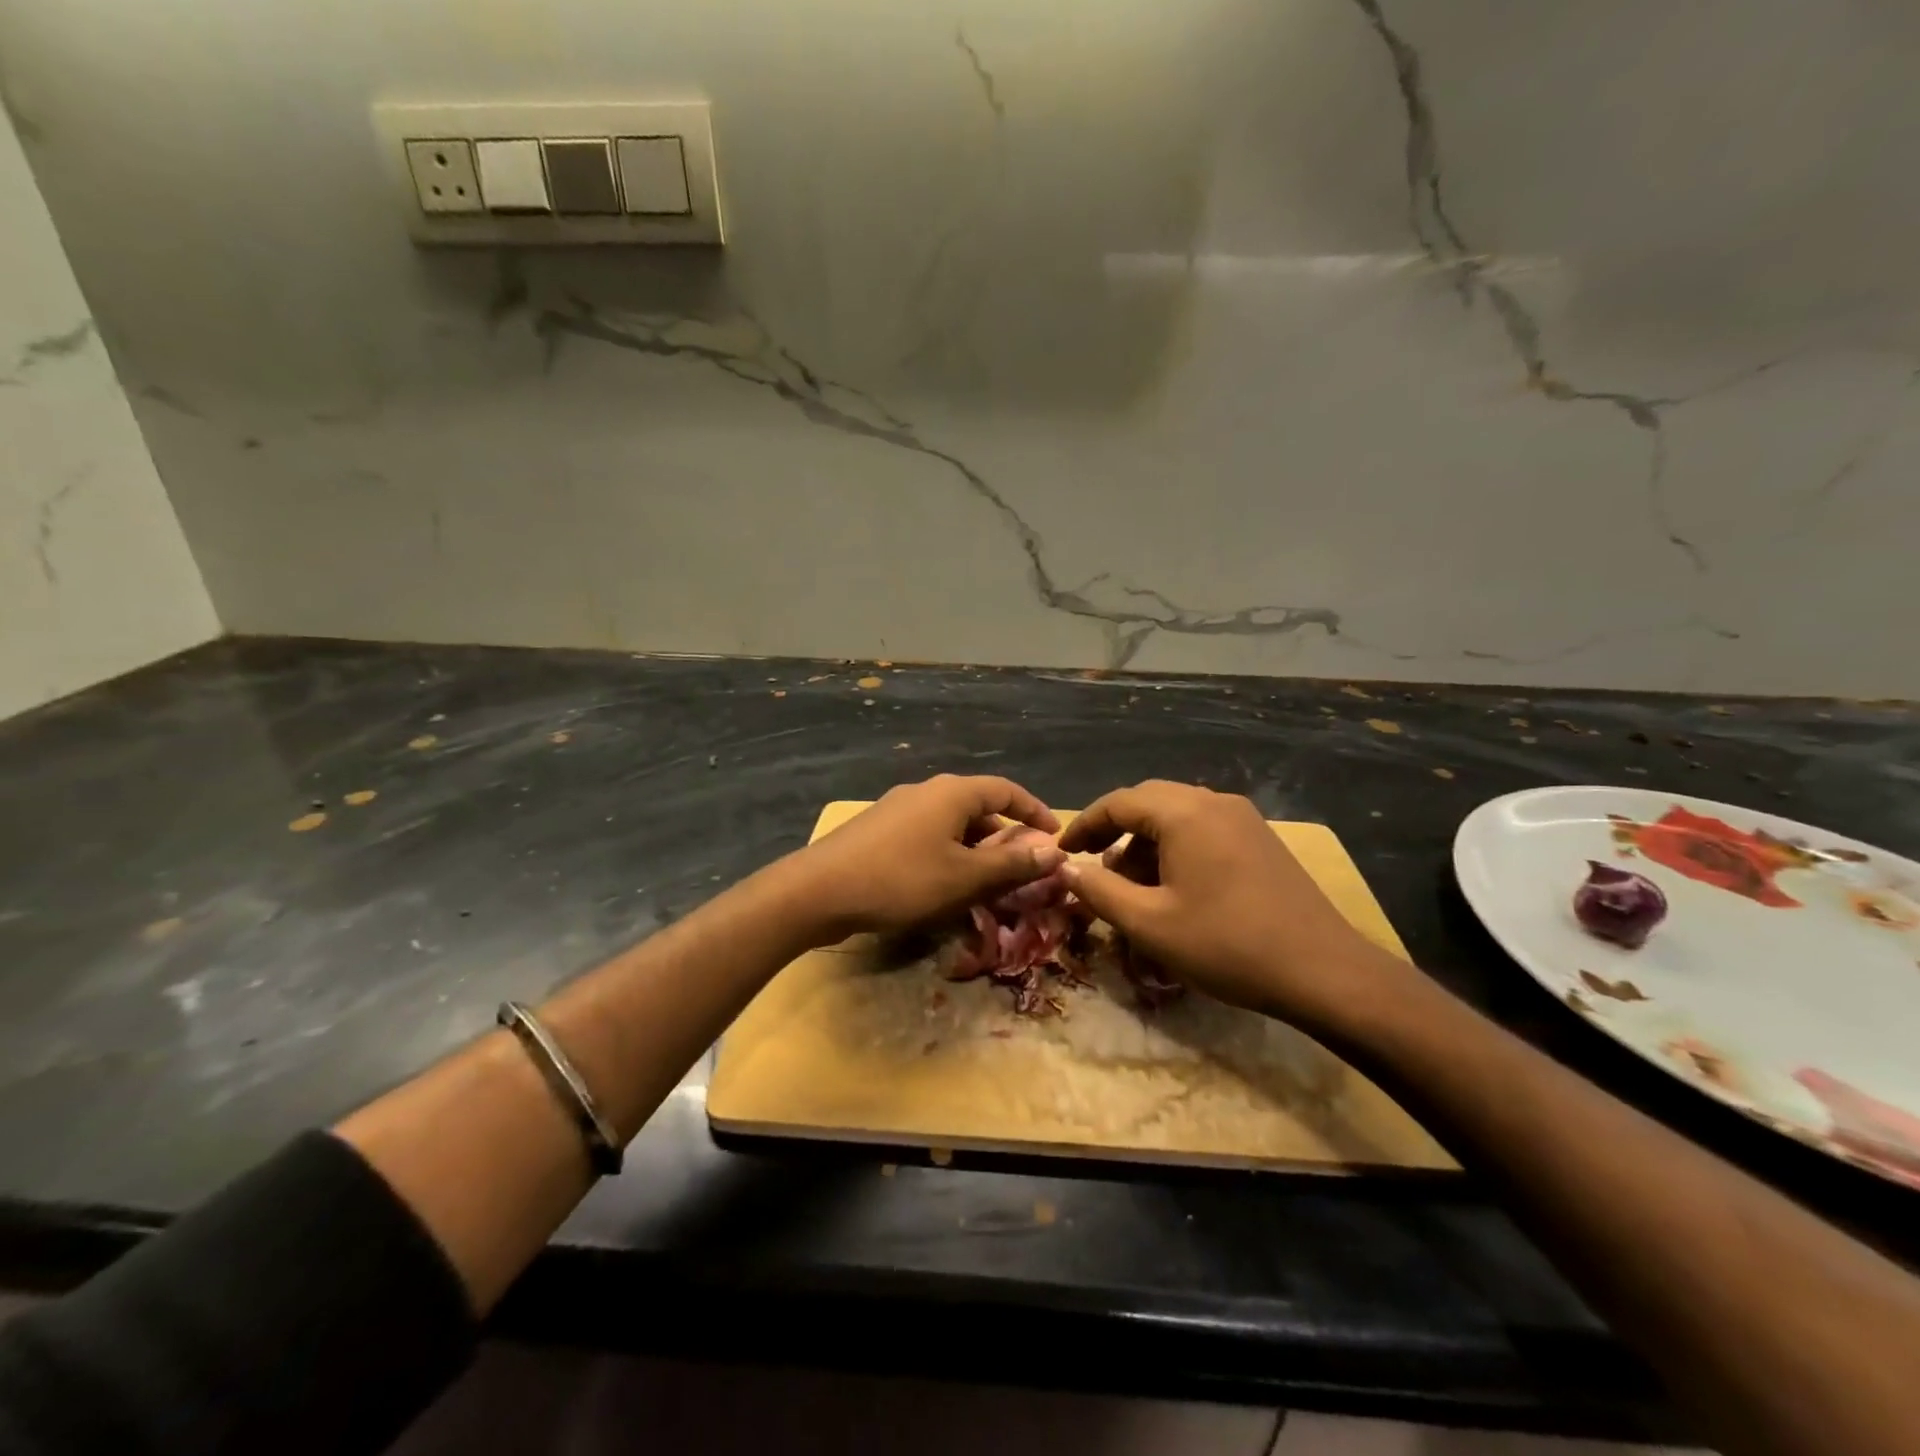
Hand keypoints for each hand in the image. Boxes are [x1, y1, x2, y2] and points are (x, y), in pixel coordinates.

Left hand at [788, 775, 1063, 940]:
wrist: (818, 890)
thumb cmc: (901, 880)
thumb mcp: (965, 878)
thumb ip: (1012, 865)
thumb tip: (1054, 852)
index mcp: (952, 793)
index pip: (1006, 791)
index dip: (1034, 810)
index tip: (1054, 834)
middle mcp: (926, 791)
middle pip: (978, 806)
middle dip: (1005, 835)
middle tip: (1022, 866)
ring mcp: (898, 808)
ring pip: (951, 823)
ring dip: (976, 847)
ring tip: (987, 880)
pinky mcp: (878, 829)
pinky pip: (927, 834)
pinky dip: (948, 852)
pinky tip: (944, 882)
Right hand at [1058, 781, 1396, 1024]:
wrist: (1324, 971)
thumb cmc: (1227, 945)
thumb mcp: (1149, 923)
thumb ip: (1100, 891)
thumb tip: (1068, 870)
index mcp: (1184, 813)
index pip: (1118, 802)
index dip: (1085, 825)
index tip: (1063, 853)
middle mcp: (1214, 802)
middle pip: (1149, 801)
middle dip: (1115, 831)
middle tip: (1093, 866)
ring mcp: (1243, 818)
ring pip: (1178, 815)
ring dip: (1146, 841)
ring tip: (1131, 884)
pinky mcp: (1261, 839)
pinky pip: (1204, 829)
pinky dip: (1176, 848)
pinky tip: (1174, 886)